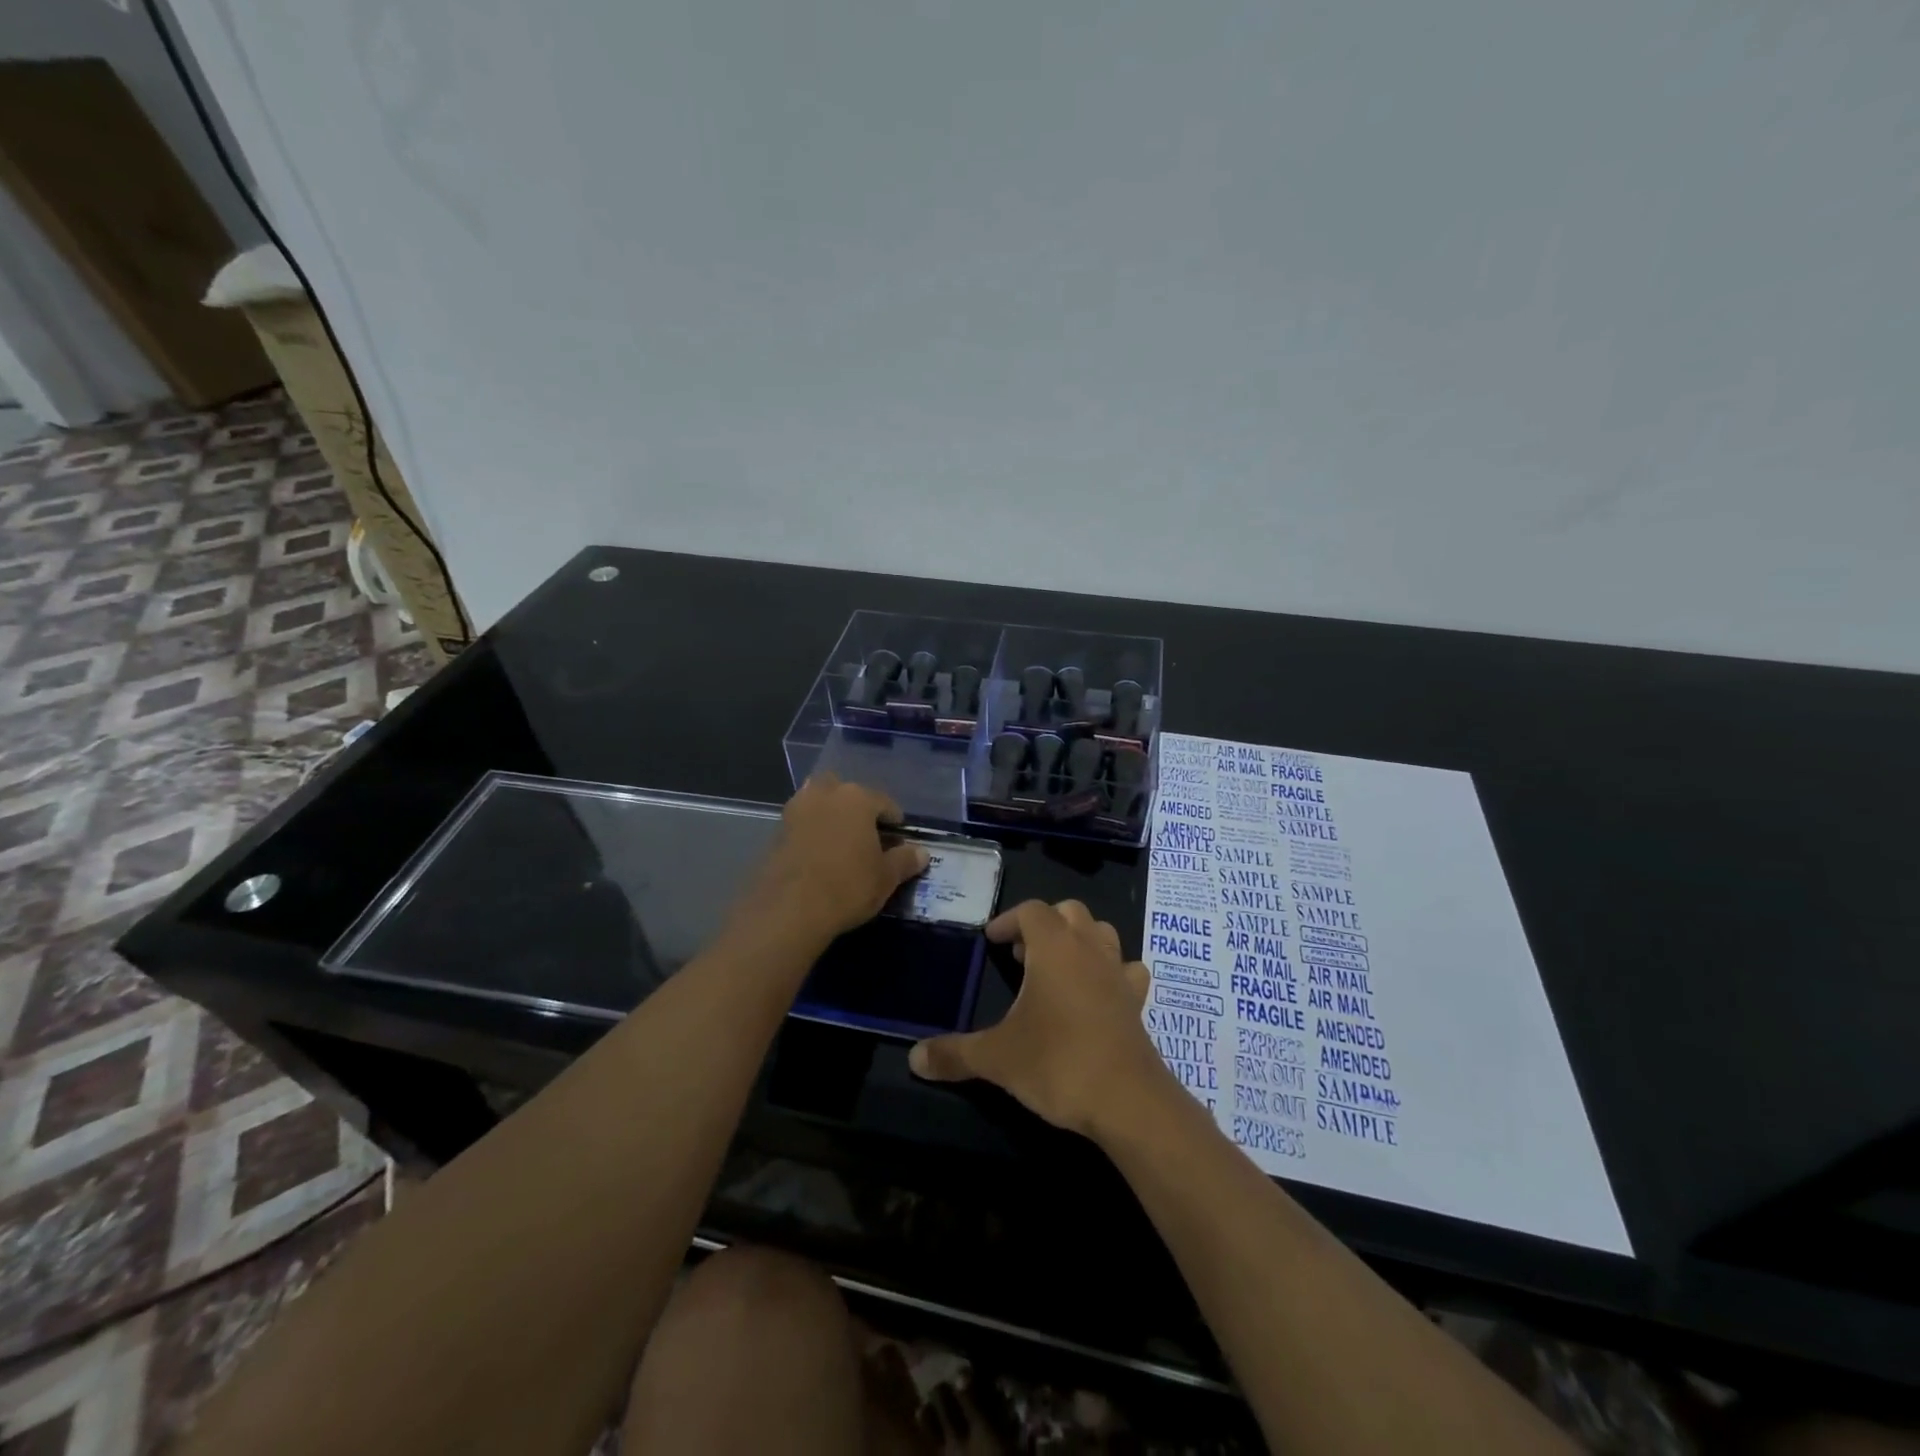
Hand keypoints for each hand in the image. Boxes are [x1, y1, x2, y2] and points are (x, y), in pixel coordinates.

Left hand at [748, 773, 929, 944]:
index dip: (895, 824)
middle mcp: (826, 793)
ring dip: (832, 817)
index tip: (898, 845)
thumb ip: (905, 861)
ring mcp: (797, 809)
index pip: (885, 803)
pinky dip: (812, 833)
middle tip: (867, 840)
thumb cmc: (847, 886)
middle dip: (858, 811)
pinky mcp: (776, 830)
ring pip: (821, 804)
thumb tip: (922, 853)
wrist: (788, 909)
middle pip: (848, 795)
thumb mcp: (886, 878)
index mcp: (857, 798)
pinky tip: (819, 857)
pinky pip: (803, 823)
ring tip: (842, 846)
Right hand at [907, 899, 1171, 1138]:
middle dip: (1043, 924)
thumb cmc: (1058, 1063)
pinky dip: (1111, 971)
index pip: (1031, 910)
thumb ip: (954, 1053)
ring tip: (1056, 968)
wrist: (1127, 1101)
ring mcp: (1118, 973)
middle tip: (1021, 954)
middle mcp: (1089, 948)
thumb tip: (913, 1058)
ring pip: (1101, 933)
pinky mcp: (1137, 1001)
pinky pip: (1127, 970)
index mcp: (1054, 947)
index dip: (1008, 920)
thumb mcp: (997, 1058)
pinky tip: (1098, 993)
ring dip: (1078, 939)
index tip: (991, 941)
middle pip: (1069, 912)